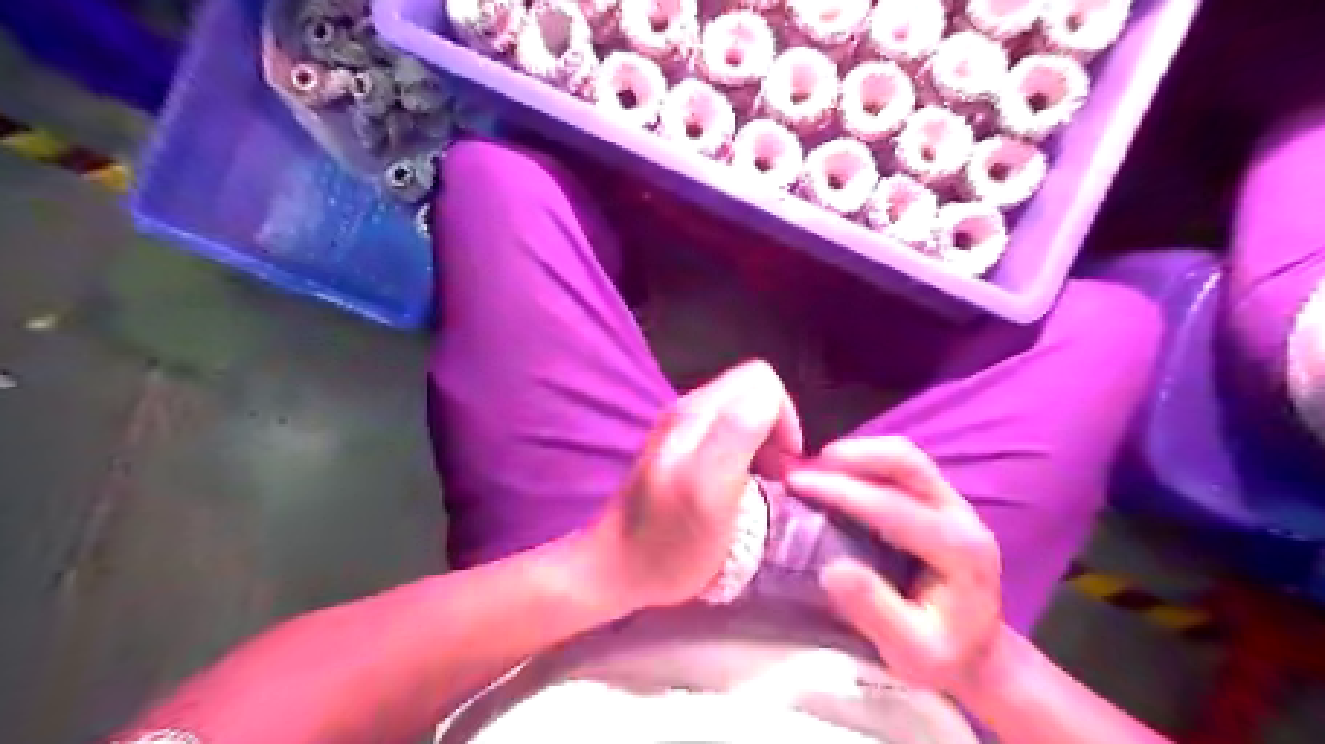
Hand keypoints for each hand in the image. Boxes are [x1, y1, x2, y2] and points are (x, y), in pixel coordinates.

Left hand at [588, 359, 795, 609]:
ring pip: (744, 410)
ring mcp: (682, 428)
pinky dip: (748, 450)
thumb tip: (769, 398)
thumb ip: (737, 433)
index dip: (785, 417)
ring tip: (767, 480)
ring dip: (765, 440)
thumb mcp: (709, 490)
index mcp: (697, 413)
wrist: (618, 567)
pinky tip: (744, 482)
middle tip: (780, 473)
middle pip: (753, 390)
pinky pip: (729, 430)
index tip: (787, 463)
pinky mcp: (682, 448)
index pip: (762, 381)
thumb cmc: (669, 542)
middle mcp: (689, 409)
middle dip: (777, 426)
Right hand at [785, 438, 1005, 693]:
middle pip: (906, 461)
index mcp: (959, 550)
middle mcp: (960, 515)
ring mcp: (951, 501)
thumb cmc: (942, 656)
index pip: (894, 506)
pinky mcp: (936, 498)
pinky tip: (831, 475)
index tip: (796, 484)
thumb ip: (875, 612)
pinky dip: (861, 462)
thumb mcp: (909, 653)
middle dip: (850, 456)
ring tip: (810, 469)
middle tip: (801, 469)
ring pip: (902, 456)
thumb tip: (833, 569)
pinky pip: (898, 466)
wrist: (977, 652)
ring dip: (854, 455)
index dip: (842, 490)